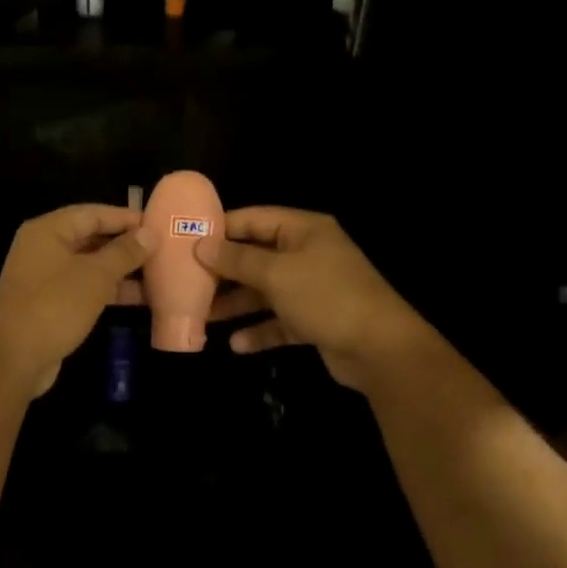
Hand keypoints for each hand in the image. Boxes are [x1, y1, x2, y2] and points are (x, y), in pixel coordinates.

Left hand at [0, 205, 147, 396]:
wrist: (14, 359)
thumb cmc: (55, 307)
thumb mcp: (95, 276)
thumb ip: (124, 253)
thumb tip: (150, 234)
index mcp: (48, 231)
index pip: (92, 213)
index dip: (125, 217)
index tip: (156, 223)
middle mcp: (43, 249)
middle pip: (90, 238)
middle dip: (125, 245)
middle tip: (161, 249)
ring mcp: (45, 278)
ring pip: (89, 266)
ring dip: (121, 271)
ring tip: (158, 274)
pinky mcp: (50, 304)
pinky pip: (85, 288)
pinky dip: (109, 291)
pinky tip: (139, 298)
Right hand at [198, 207, 435, 390]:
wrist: (379, 348)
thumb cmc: (326, 297)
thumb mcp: (276, 274)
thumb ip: (237, 260)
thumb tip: (201, 245)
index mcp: (303, 230)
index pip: (254, 219)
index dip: (221, 228)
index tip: (187, 239)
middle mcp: (307, 255)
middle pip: (256, 257)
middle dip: (223, 272)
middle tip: (187, 282)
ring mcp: (312, 289)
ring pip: (264, 292)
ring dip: (236, 304)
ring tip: (202, 317)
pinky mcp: (314, 320)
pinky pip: (279, 321)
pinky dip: (259, 331)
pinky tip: (236, 345)